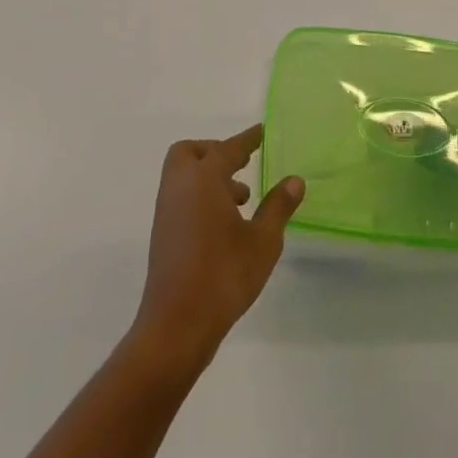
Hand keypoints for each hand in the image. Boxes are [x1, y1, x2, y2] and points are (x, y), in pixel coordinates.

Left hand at [131, 125, 304, 366]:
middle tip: (242, 165)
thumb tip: (294, 181)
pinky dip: (200, 195)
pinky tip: (224, 223)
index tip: (262, 131)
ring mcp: (167, 211)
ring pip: (183, 175)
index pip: (228, 148)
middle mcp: (180, 187)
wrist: (176, 326)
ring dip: (209, 176)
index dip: (248, 139)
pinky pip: (181, 196)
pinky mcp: (163, 234)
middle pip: (190, 152)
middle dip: (215, 152)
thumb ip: (278, 206)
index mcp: (204, 180)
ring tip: (242, 199)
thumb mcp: (263, 241)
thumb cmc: (223, 275)